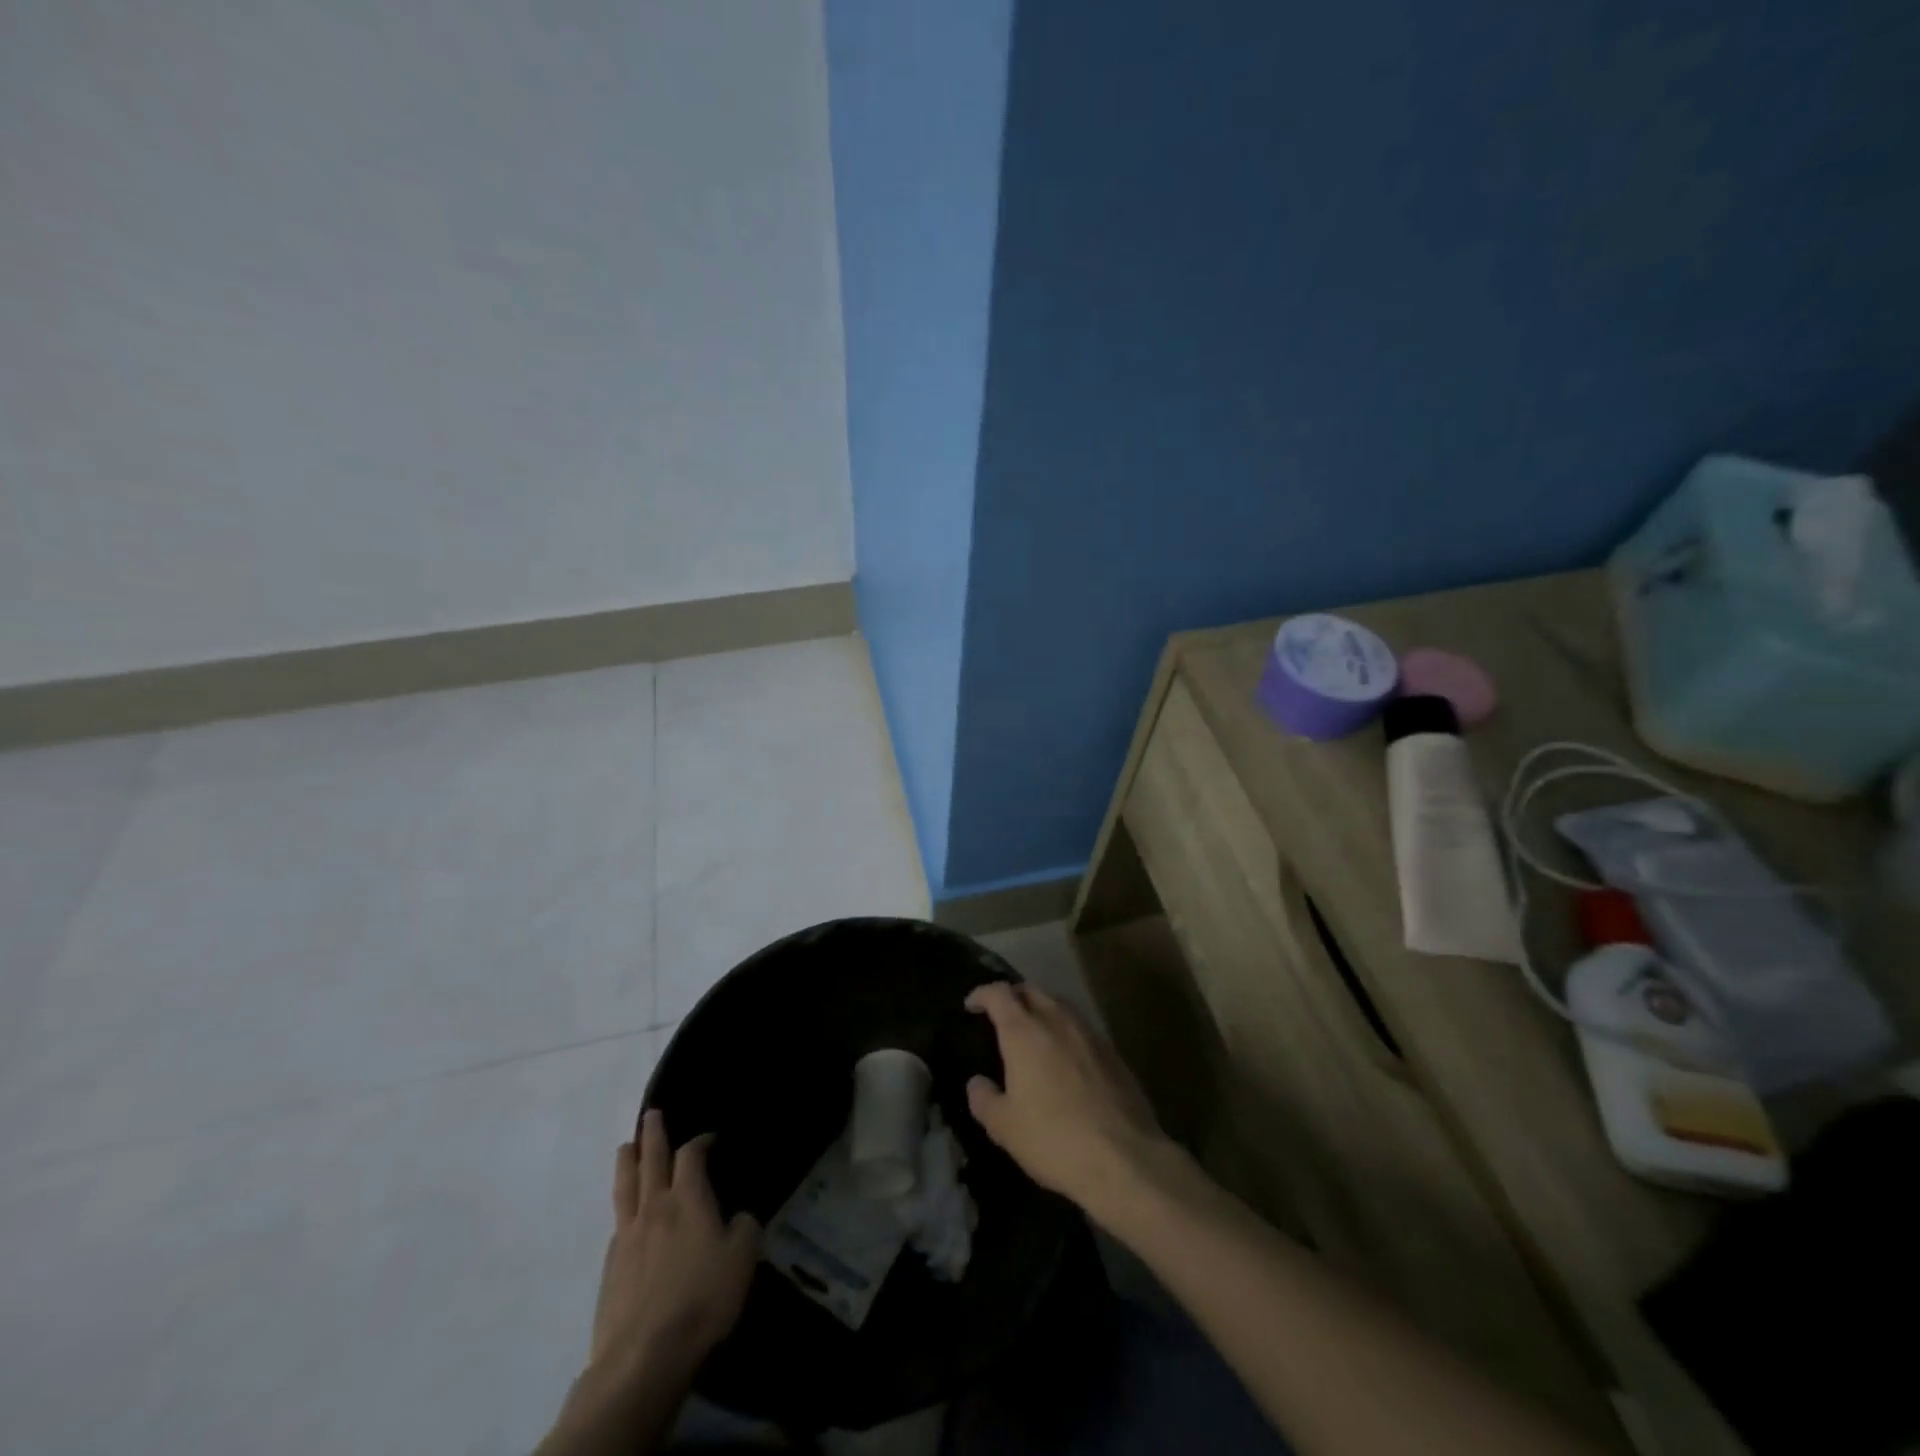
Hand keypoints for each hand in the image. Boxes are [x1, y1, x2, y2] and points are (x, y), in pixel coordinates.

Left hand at [591, 1110, 760, 1379]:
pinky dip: (623, 1206)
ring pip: (626, 1186)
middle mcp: (655, 1207)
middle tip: (651, 1114)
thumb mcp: (742, 1259)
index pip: (691, 1155)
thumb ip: (744, 1228)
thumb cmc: (701, 1300)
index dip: (701, 1141)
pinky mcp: (610, 1267)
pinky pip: (618, 1222)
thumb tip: (738, 1217)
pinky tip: (626, 1212)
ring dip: (627, 1161)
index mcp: (688, 1199)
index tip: (710, 1137)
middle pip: (650, 1160)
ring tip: (626, 1145)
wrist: (642, 1358)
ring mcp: (627, 1236)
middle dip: (652, 1134)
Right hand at [963, 982, 1172, 1221]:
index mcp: (1024, 1032)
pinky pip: (1081, 1027)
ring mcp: (1089, 1033)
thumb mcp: (1005, 1127)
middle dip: (1012, 996)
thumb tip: (977, 1083)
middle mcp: (1057, 1021)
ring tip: (1033, 1032)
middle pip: (1031, 990)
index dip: (982, 994)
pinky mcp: (1113, 1052)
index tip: (971, 1005)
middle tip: (1001, 1016)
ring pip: (1059, 1004)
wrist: (1124, 1158)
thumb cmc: (1054, 1139)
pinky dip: (1065, 1031)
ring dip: (1041, 1009)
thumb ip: (984, 1099)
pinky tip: (1065, 1057)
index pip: (999, 994)